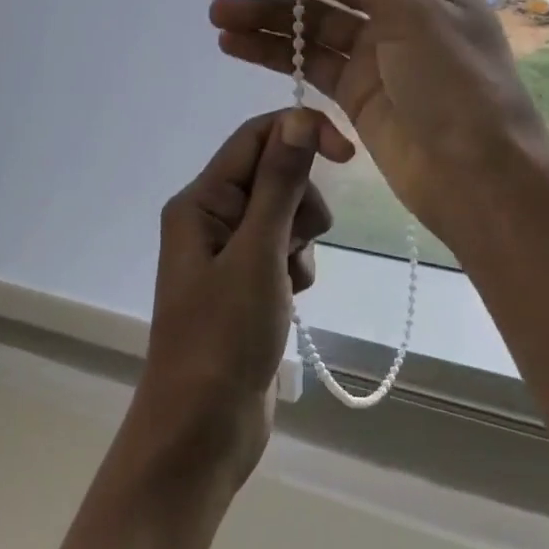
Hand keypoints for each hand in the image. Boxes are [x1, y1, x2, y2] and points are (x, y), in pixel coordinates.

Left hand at [134, 108, 336, 486]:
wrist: (202, 429)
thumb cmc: (223, 338)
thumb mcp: (257, 255)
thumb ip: (280, 185)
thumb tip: (300, 120)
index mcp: (200, 201)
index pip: (256, 137)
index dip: (302, 133)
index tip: (348, 154)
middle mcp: (210, 217)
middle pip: (274, 174)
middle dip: (300, 203)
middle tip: (296, 246)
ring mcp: (227, 252)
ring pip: (284, 214)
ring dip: (300, 241)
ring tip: (288, 282)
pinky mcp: (245, 283)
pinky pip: (283, 251)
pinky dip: (296, 268)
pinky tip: (290, 301)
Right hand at [208, 0, 548, 251]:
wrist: (478, 179)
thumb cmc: (456, 85)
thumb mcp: (410, 12)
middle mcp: (400, 8)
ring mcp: (376, 52)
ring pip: (311, 23)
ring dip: (265, 16)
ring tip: (217, 13)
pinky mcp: (355, 90)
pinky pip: (308, 61)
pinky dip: (274, 51)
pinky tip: (232, 44)